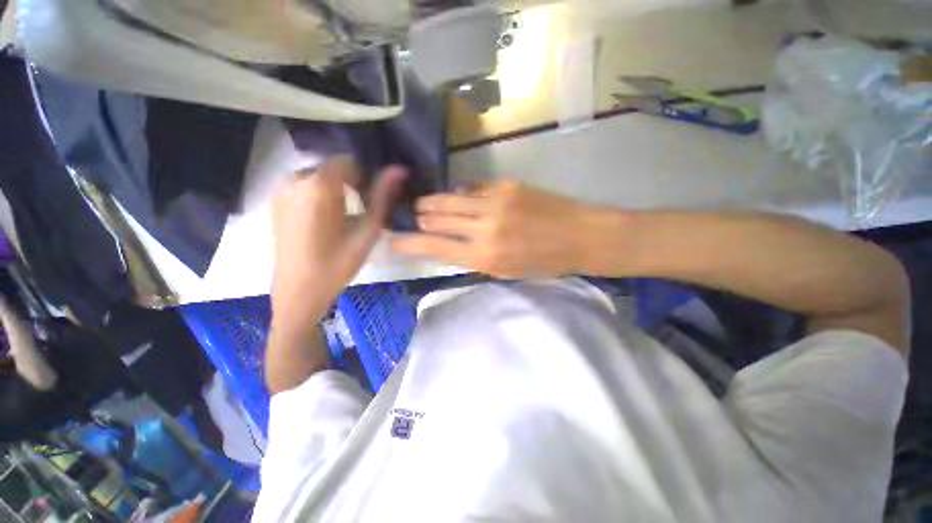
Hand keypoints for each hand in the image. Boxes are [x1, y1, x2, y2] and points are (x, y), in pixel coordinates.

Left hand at [271, 157, 405, 327]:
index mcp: (318, 186)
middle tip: (363, 210)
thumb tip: (400, 170)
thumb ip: (383, 197)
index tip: (373, 200)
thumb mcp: (367, 231)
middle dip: (352, 183)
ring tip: (345, 217)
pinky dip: (321, 195)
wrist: (298, 291)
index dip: (366, 178)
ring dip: (337, 189)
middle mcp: (295, 179)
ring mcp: (281, 189)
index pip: (349, 162)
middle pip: (333, 168)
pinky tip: (326, 220)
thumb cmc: (337, 264)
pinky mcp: (275, 201)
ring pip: (319, 176)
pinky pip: (305, 186)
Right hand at [391, 180, 592, 277]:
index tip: (394, 240)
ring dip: (433, 202)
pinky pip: (472, 187)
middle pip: (437, 219)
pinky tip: (458, 194)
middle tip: (415, 217)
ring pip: (449, 198)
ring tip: (424, 203)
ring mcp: (494, 203)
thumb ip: (475, 257)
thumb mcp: (506, 270)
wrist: (579, 235)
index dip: (411, 244)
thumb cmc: (543, 262)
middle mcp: (483, 229)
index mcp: (484, 257)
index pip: (435, 248)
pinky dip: (460, 192)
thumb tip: (449, 242)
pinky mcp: (505, 186)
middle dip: (421, 218)